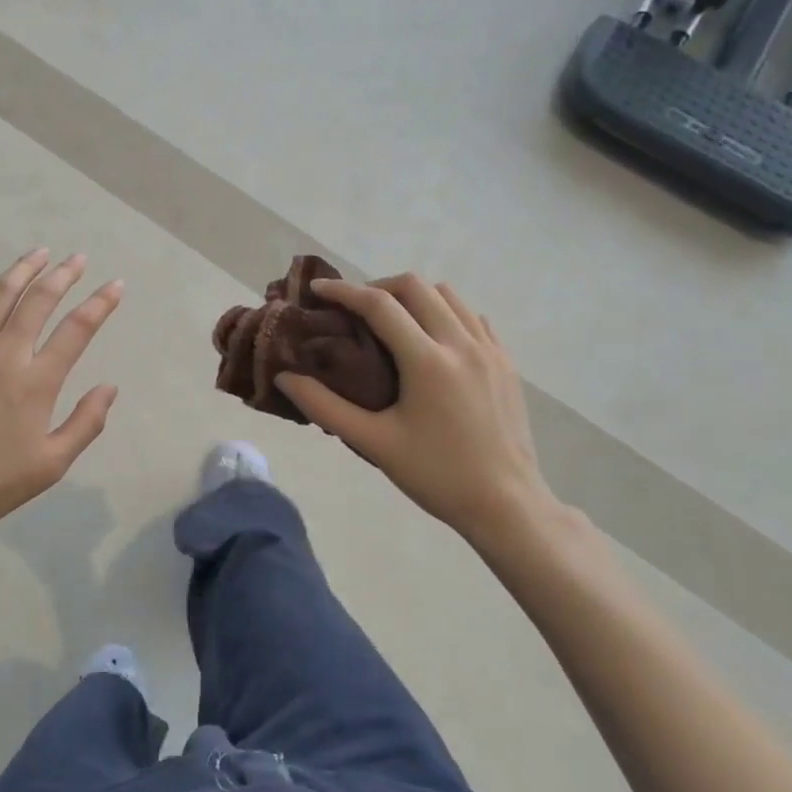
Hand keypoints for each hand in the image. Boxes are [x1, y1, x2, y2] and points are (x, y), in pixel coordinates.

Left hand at [0, 248, 122, 544]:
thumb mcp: (51, 464)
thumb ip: (86, 423)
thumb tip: (109, 386)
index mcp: (37, 381)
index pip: (77, 329)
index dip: (100, 303)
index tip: (114, 285)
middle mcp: (5, 354)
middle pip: (39, 300)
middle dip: (63, 275)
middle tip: (77, 259)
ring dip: (22, 270)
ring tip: (39, 253)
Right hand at [277, 275, 555, 546]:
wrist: (507, 504)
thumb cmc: (436, 475)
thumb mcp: (374, 444)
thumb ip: (325, 407)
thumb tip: (285, 378)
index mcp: (428, 362)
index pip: (379, 305)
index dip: (343, 291)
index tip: (317, 289)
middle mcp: (461, 344)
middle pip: (416, 286)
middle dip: (377, 287)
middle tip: (353, 308)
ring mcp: (490, 350)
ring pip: (448, 295)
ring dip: (413, 296)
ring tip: (390, 320)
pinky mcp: (506, 362)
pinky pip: (472, 317)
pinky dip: (445, 312)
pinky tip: (431, 338)